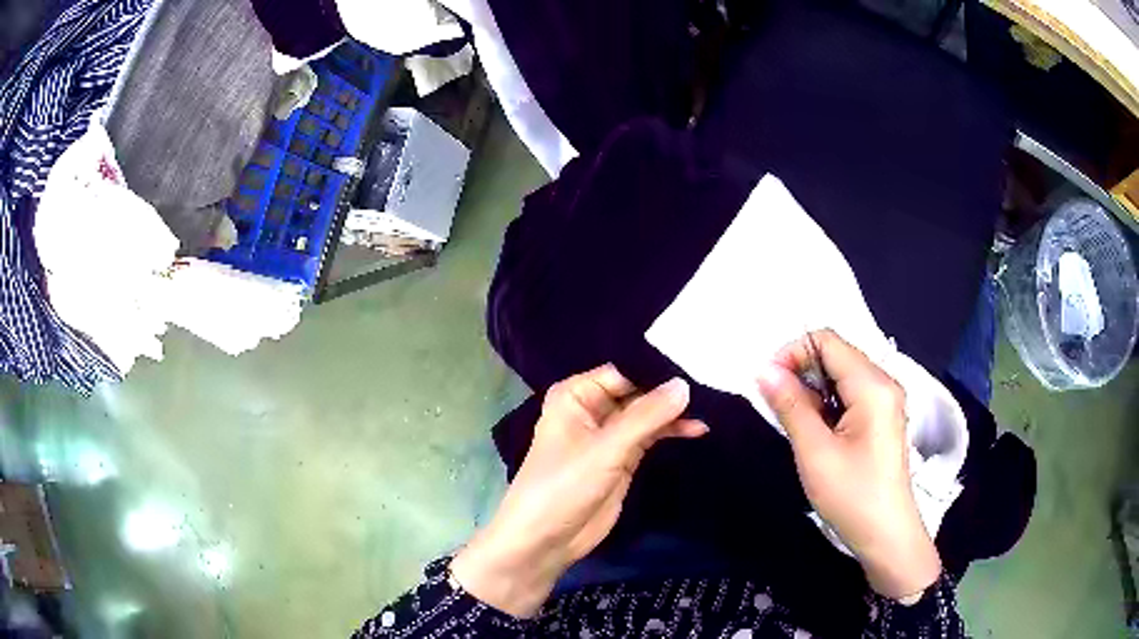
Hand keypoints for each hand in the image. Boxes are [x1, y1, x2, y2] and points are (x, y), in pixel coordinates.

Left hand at [451, 365, 707, 616]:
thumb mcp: (605, 449)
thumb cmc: (564, 486)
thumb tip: (684, 384)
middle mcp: (592, 408)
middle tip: (712, 380)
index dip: (657, 368)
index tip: (697, 361)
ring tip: (712, 405)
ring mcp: (609, 435)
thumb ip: (646, 416)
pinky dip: (671, 432)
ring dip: (674, 412)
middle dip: (670, 390)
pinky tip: (697, 429)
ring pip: (647, 414)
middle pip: (638, 390)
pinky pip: (651, 436)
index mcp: (576, 395)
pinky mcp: (622, 458)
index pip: (624, 370)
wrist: (546, 541)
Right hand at [756, 330, 940, 601]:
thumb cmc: (852, 495)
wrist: (887, 536)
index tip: (768, 383)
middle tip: (776, 405)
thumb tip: (763, 370)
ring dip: (812, 390)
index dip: (793, 352)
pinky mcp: (881, 419)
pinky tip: (815, 431)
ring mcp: (885, 401)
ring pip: (840, 376)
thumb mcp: (815, 452)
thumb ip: (790, 406)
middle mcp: (883, 383)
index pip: (827, 341)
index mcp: (872, 385)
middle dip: (801, 371)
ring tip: (794, 423)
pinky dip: (826, 404)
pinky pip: (848, 396)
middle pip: (835, 355)